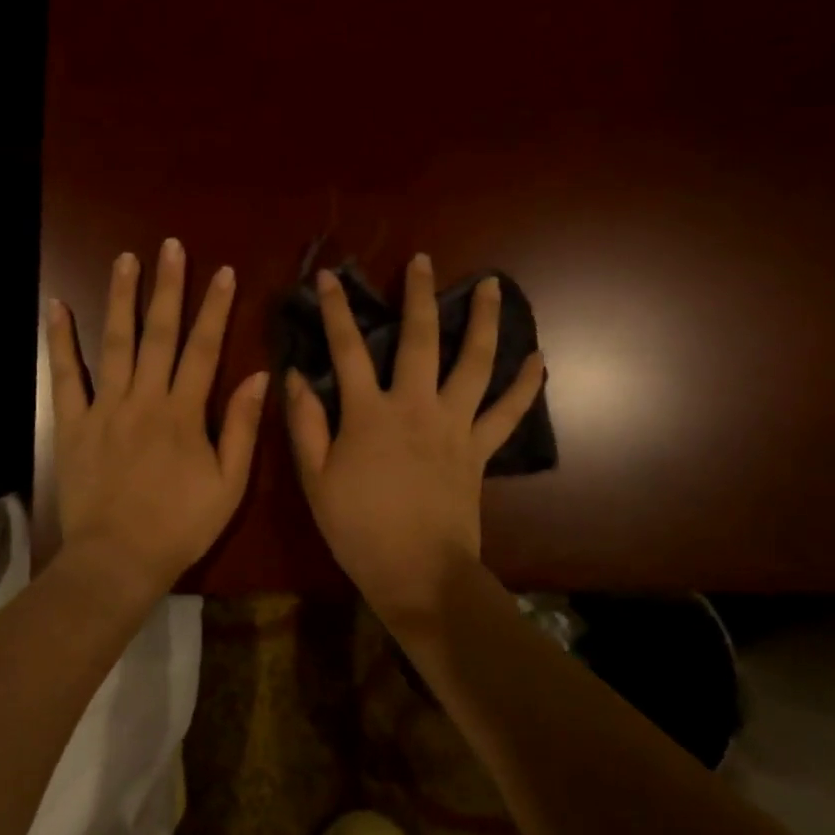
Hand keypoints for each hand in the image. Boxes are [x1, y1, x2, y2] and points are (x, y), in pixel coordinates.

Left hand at [48, 239, 269, 597]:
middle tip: (169, 246)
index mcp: (184, 412)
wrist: (118, 559)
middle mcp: (144, 398)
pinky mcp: (73, 423)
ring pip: (115, 343)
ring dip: (120, 298)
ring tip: (124, 259)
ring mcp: (104, 408)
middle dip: (167, 287)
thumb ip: (242, 428)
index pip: (204, 348)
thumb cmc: (180, 526)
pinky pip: (66, 376)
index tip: (223, 271)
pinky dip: (61, 341)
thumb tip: (260, 376)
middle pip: (159, 334)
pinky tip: (57, 307)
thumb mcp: (229, 485)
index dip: (215, 308)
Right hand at [287, 254, 544, 616]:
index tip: (330, 276)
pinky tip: (538, 358)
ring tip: (492, 286)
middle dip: (418, 296)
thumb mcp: (315, 479)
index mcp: (369, 414)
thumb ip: (305, 424)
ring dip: (483, 321)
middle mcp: (415, 407)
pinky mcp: (479, 449)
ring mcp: (454, 426)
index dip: (337, 310)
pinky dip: (525, 385)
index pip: (347, 350)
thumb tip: (295, 376)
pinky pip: (507, 412)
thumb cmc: (358, 527)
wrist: (418, 573)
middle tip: (422, 261)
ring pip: (474, 363)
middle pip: (420, 340)